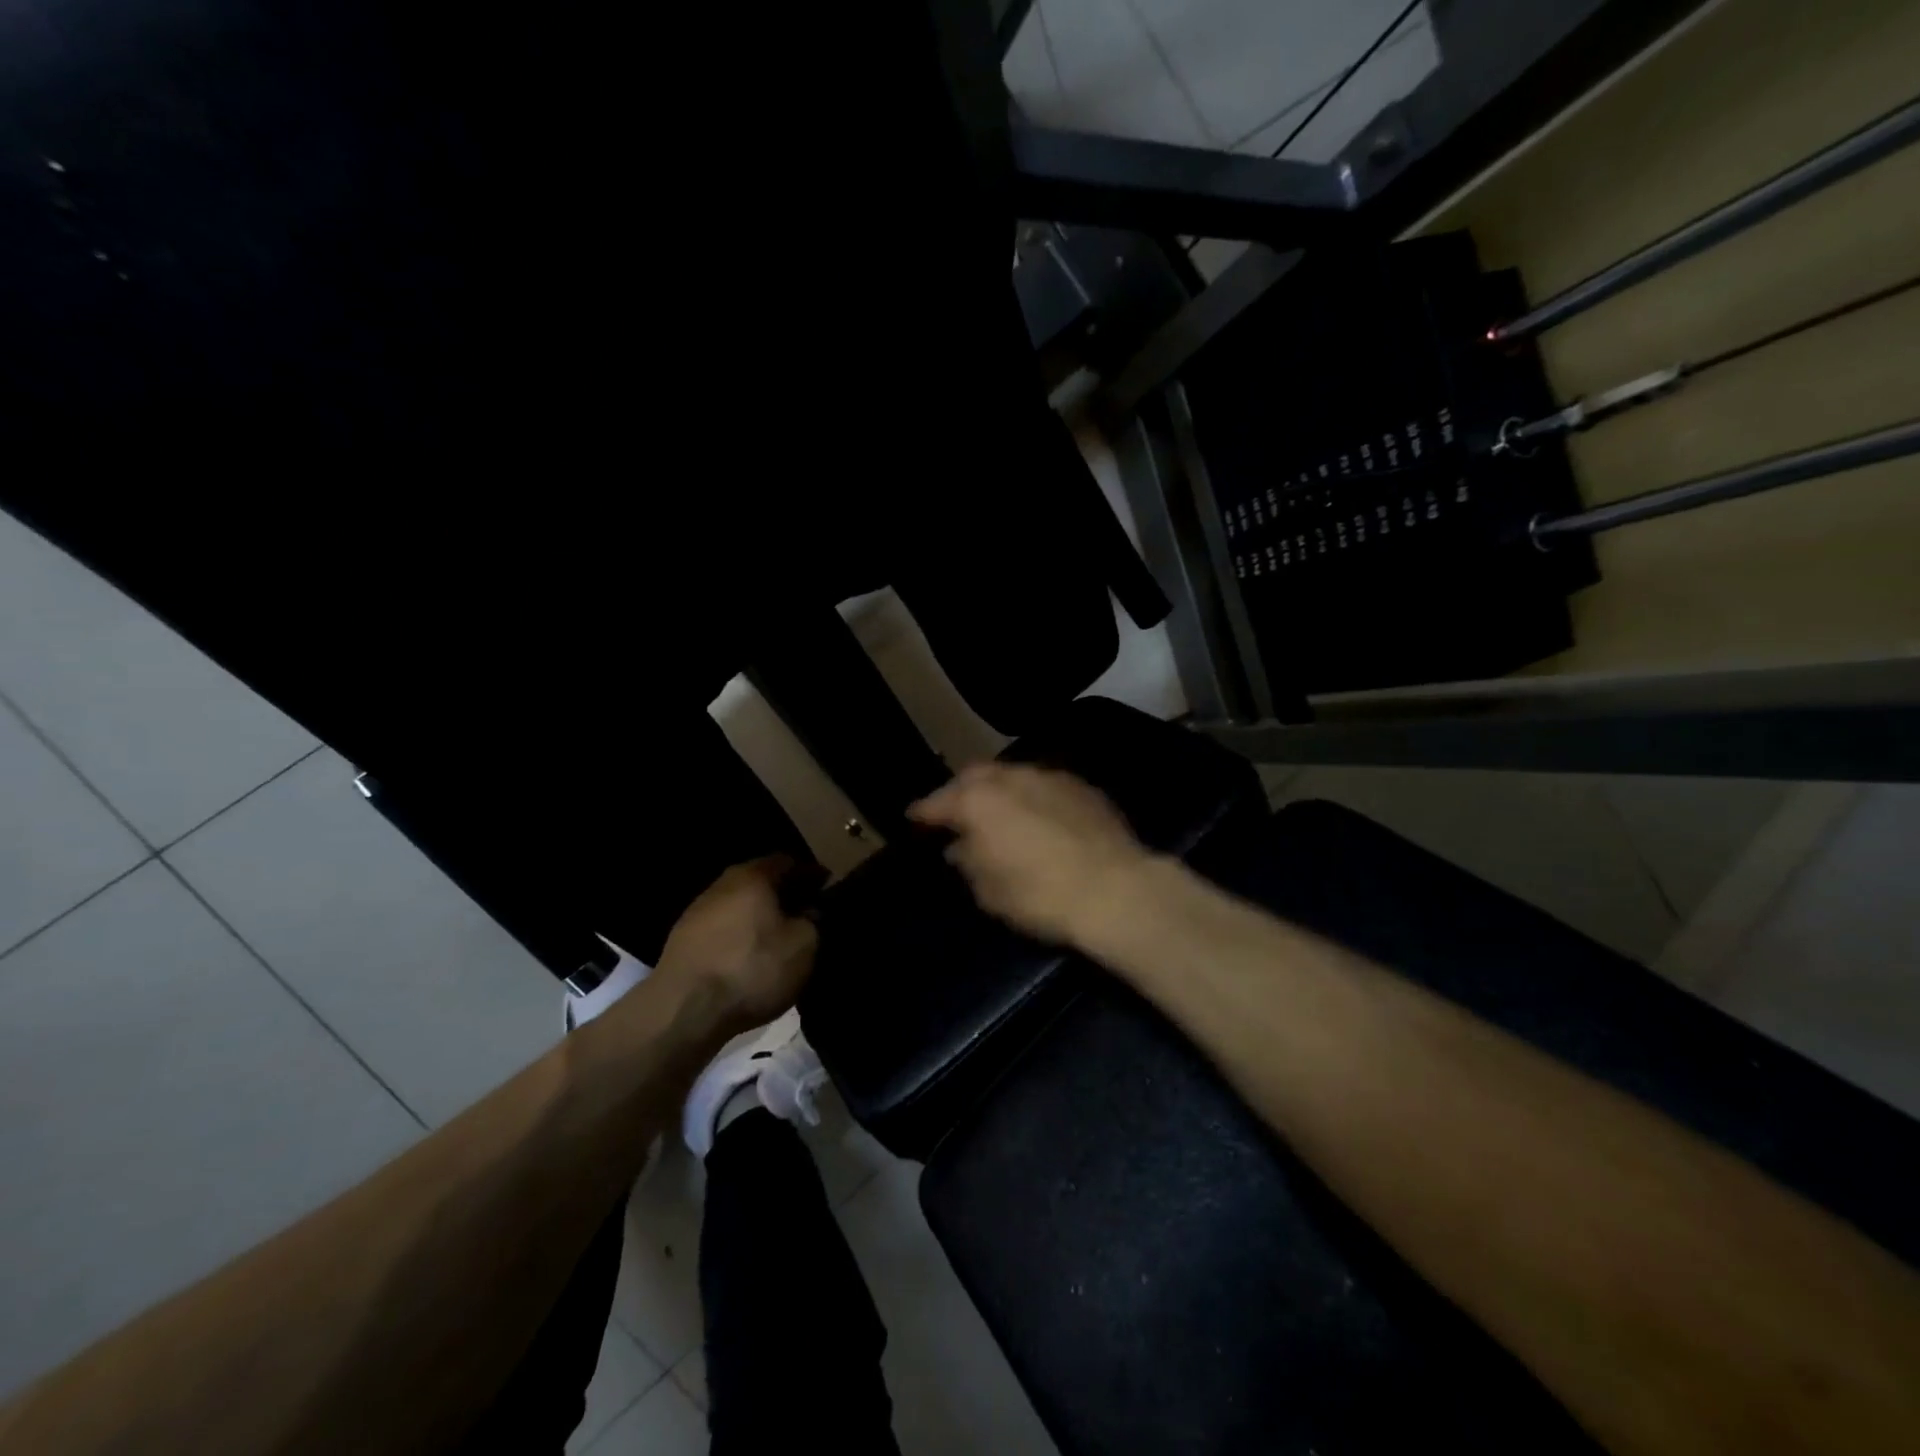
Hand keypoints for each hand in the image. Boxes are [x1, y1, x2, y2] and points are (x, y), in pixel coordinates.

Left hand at [655, 856, 824, 1028]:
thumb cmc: (752, 969)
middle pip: (761, 881)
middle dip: (786, 895)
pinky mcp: (682, 940)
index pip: (789, 862)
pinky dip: (741, 935)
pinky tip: (751, 957)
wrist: (684, 1011)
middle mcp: (723, 884)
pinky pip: (723, 928)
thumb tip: (809, 912)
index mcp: (753, 875)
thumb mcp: (804, 945)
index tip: (827, 890)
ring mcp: (698, 911)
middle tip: (807, 914)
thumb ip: (813, 921)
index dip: (812, 874)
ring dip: (761, 916)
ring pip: (740, 905)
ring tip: (780, 938)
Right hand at [908, 763, 1150, 944]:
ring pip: (1013, 775)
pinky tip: (1038, 817)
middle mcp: (1011, 778)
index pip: (939, 801)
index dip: (924, 812)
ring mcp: (1050, 777)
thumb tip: (960, 847)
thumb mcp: (990, 891)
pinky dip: (1032, 797)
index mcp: (979, 801)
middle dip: (961, 792)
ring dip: (999, 791)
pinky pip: (1044, 785)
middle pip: (975, 776)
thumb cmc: (1041, 896)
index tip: (914, 819)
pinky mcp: (1082, 787)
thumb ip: (968, 862)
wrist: (1116, 890)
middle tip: (956, 814)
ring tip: (999, 814)